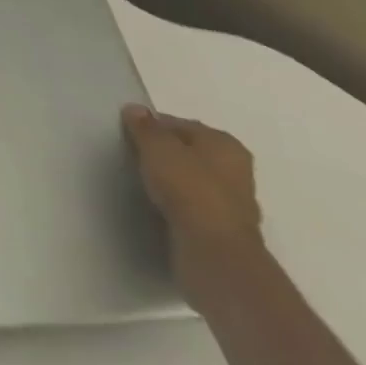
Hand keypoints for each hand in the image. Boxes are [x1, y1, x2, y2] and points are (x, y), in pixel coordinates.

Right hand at [122, 104, 262, 290]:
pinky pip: (192, 210)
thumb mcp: (157, 147)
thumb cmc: (189, 189)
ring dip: (170, 184)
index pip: (180, 125)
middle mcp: (236, 171)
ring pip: (191, 183)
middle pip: (189, 154)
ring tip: (141, 184)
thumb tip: (135, 110)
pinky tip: (156, 209)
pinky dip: (176, 208)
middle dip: (164, 156)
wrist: (215, 255)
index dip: (153, 128)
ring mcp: (233, 205)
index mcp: (225, 144)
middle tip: (133, 159)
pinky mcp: (223, 233)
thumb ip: (144, 127)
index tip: (129, 136)